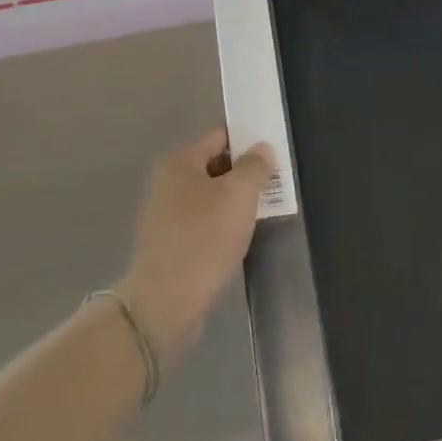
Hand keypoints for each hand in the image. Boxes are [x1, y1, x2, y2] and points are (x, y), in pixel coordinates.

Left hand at [117, 129, 273, 362]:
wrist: (165, 303)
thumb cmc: (204, 239)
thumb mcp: (239, 196)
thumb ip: (255, 167)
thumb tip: (262, 148)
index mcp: (180, 162)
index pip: (220, 137)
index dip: (249, 142)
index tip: (274, 154)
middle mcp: (168, 182)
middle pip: (215, 166)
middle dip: (245, 174)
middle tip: (276, 185)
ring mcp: (166, 214)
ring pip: (211, 197)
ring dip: (235, 202)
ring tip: (265, 212)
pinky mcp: (170, 243)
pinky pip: (203, 222)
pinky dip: (223, 225)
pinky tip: (241, 237)